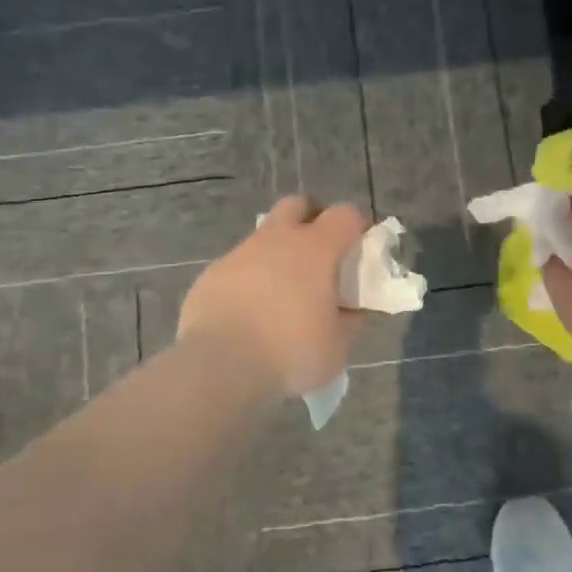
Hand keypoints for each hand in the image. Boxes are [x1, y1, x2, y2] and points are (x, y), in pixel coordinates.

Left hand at [178, 196, 368, 398]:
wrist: (219, 366)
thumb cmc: (290, 353)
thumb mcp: (337, 346)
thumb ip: (349, 320)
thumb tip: (352, 308)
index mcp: (315, 249)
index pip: (345, 215)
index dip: (356, 227)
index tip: (359, 250)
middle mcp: (277, 239)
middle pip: (297, 205)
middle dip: (311, 220)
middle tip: (318, 256)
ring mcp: (240, 253)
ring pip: (264, 236)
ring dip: (277, 253)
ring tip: (281, 293)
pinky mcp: (212, 273)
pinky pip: (238, 266)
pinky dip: (249, 279)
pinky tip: (249, 312)